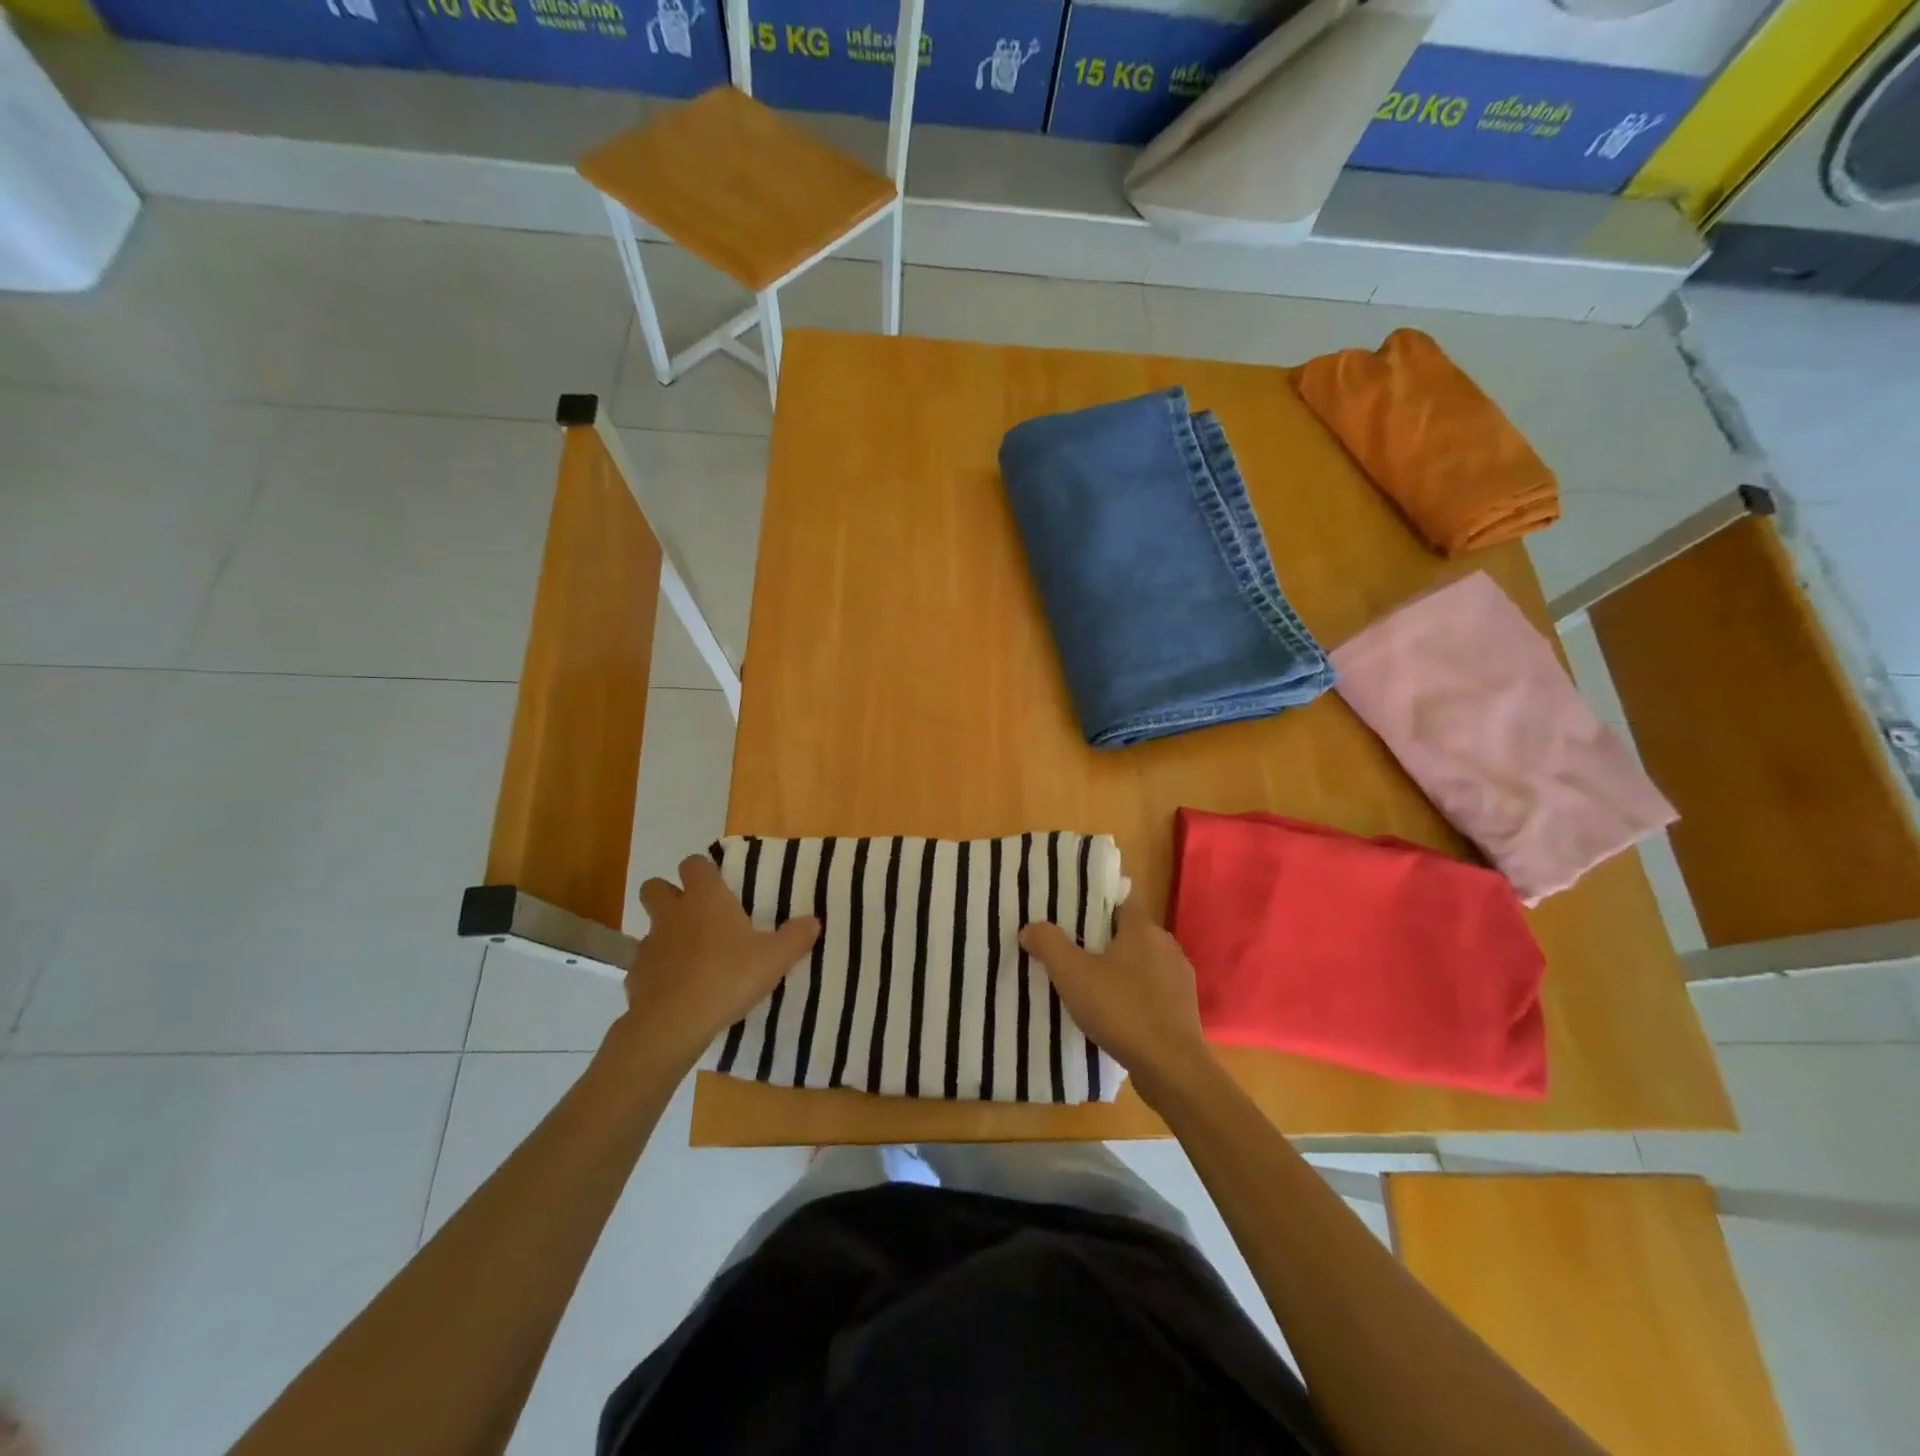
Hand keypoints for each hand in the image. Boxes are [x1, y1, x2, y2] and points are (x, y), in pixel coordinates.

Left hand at [609, 855, 818, 1078]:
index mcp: (705, 898)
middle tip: (696, 914)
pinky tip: (677, 991)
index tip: (718, 885)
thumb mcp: (775, 958)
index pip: (694, 864)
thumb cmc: (728, 977)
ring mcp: (649, 945)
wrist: (674, 1024)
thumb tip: (813, 921)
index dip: (703, 871)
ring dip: (665, 935)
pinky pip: (645, 966)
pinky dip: (657, 972)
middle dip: (669, 894)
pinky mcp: (635, 977)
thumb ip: (796, 937)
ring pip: (650, 927)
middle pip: (655, 887)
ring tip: (691, 957)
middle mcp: (672, 913)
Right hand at [1020, 902, 1214, 1101]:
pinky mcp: (1184, 1007)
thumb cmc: (1121, 1010)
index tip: (1072, 914)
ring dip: (1120, 969)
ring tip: (1091, 984)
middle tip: (1072, 951)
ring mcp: (1179, 977)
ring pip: (1142, 962)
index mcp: (1143, 928)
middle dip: (1103, 939)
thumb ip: (1049, 944)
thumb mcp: (1072, 975)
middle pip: (1129, 931)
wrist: (1171, 1068)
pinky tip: (1116, 1013)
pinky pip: (1153, 989)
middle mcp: (1166, 945)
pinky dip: (1135, 994)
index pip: (1121, 899)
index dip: (1097, 903)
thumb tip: (1031, 927)